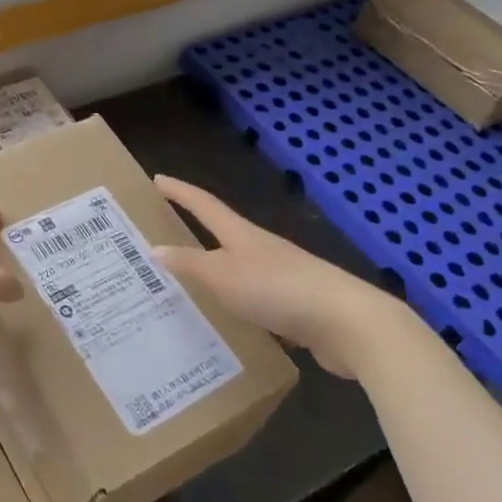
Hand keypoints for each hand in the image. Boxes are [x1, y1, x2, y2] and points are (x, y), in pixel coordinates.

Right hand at [152, 176, 411, 380]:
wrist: (347, 323)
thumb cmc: (278, 289)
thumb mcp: (224, 277)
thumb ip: (190, 264)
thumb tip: (154, 248)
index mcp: (242, 235)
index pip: (204, 205)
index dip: (180, 192)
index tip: (158, 179)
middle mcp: (261, 249)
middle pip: (223, 233)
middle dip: (196, 231)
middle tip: (166, 234)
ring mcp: (282, 275)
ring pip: (240, 268)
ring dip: (217, 271)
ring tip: (190, 284)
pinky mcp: (296, 305)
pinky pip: (257, 299)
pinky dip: (238, 303)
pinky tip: (230, 321)